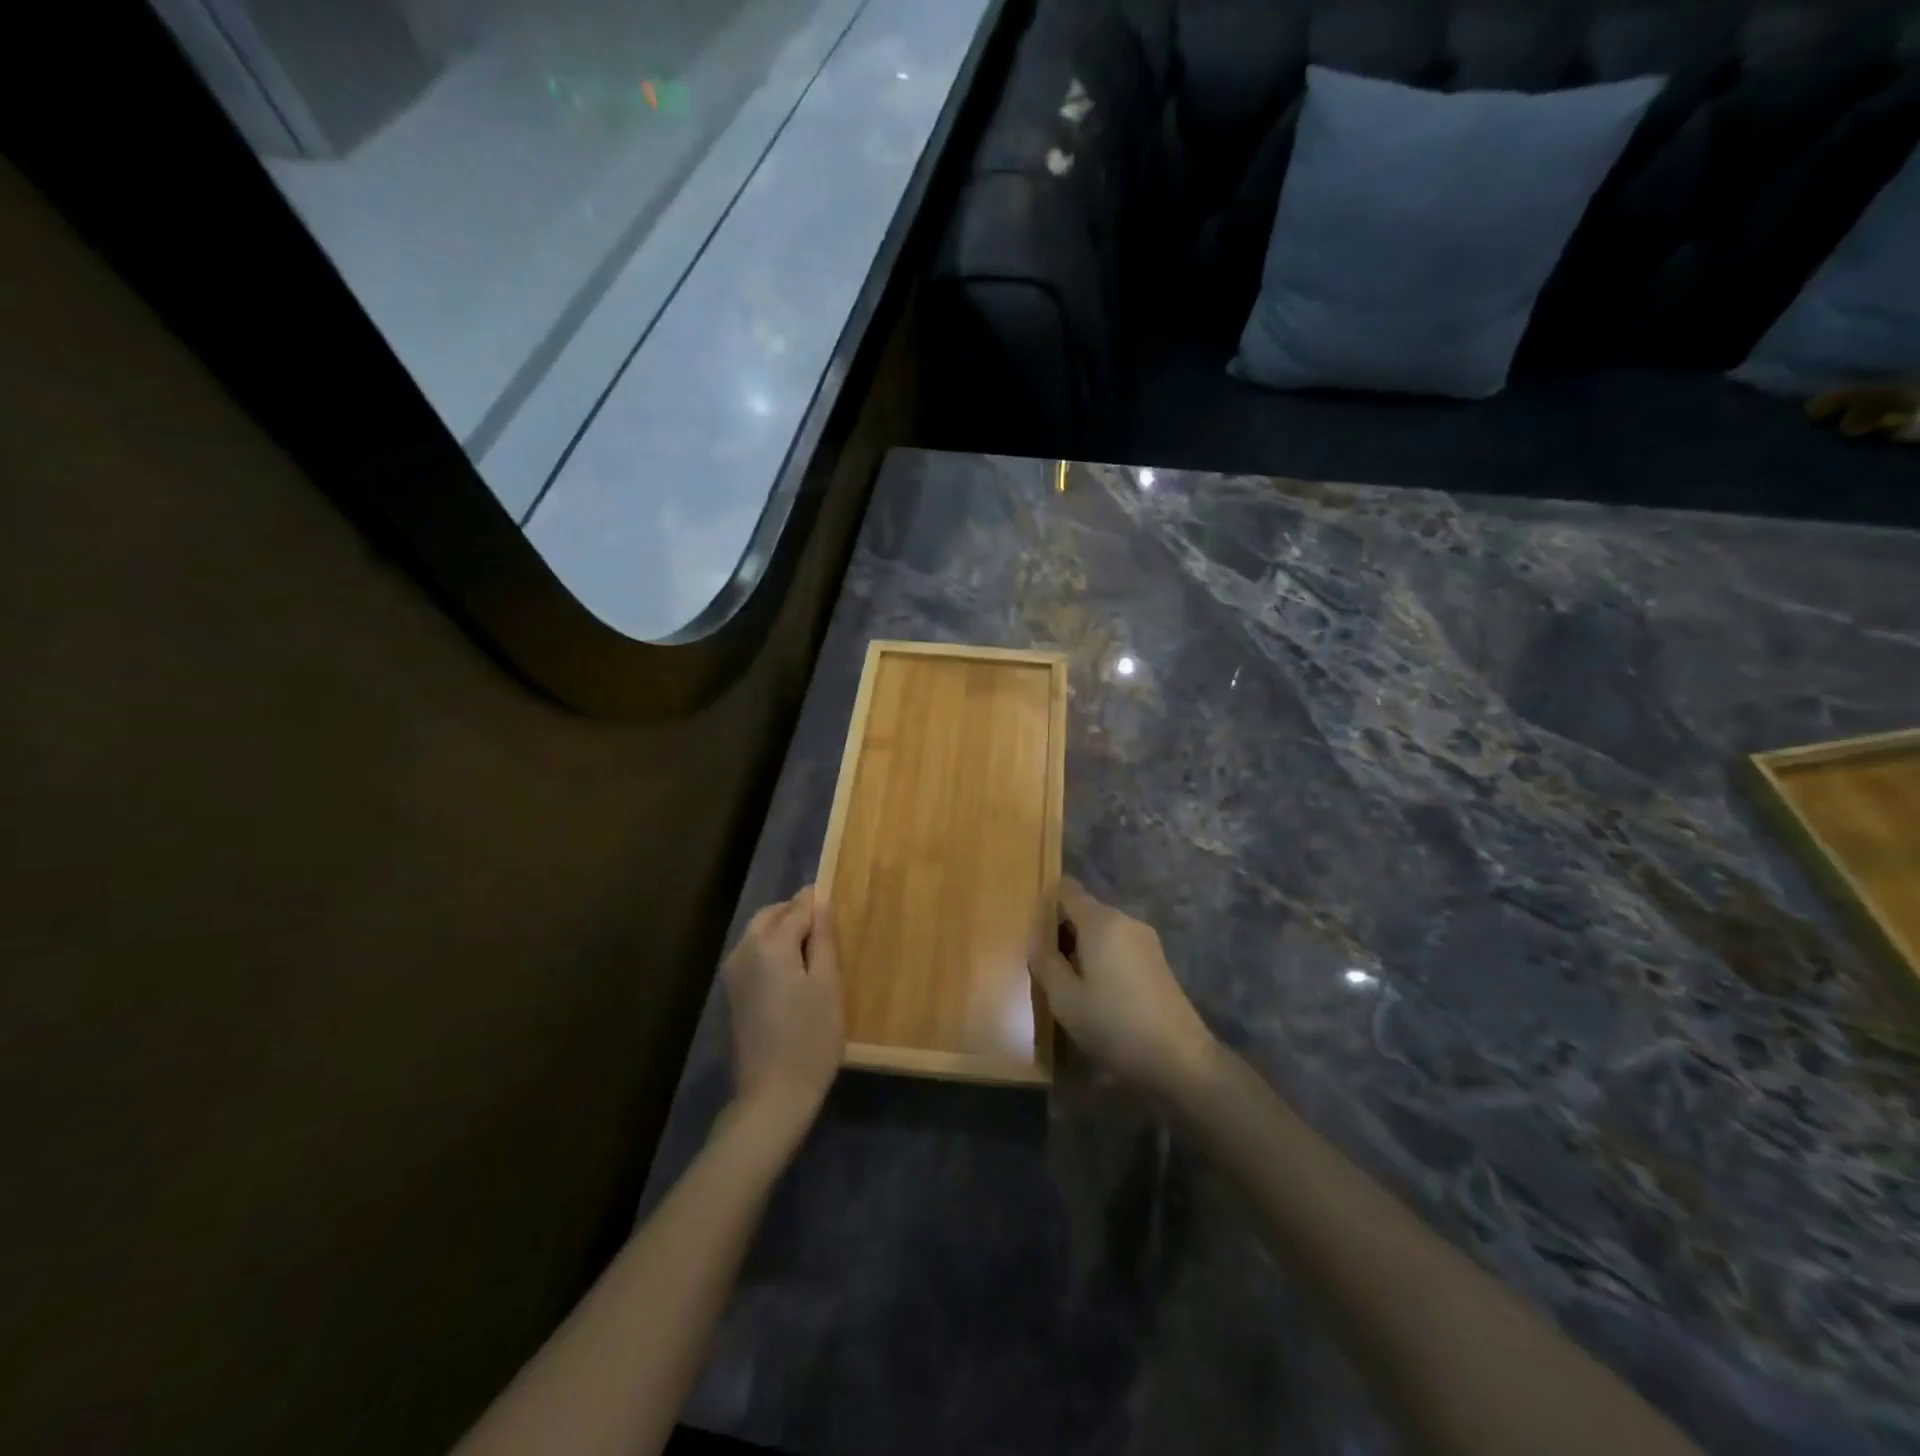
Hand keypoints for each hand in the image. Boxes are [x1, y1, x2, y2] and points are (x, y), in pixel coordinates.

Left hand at [722, 886, 844, 1133]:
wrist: (772, 1096)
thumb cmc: (810, 1038)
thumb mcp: (828, 984)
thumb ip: (823, 938)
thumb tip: (820, 900)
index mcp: (768, 944)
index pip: (797, 908)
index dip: (817, 904)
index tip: (836, 908)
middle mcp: (742, 951)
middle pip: (771, 916)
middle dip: (796, 914)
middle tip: (827, 931)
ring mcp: (732, 975)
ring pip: (758, 935)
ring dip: (783, 933)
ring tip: (814, 954)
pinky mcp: (731, 995)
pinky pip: (752, 956)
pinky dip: (772, 953)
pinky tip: (793, 975)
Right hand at [1028, 877, 1217, 1097]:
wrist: (1180, 1060)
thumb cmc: (1114, 1024)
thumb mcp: (1065, 999)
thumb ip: (1045, 962)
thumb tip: (1035, 938)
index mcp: (1101, 922)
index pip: (1067, 890)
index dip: (1046, 903)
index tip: (1031, 931)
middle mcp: (1125, 920)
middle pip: (1085, 910)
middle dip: (1062, 930)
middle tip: (1043, 964)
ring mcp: (1145, 940)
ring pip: (1102, 930)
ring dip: (1082, 947)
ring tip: (1066, 982)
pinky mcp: (1157, 961)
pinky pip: (1119, 946)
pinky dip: (1102, 958)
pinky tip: (1095, 991)